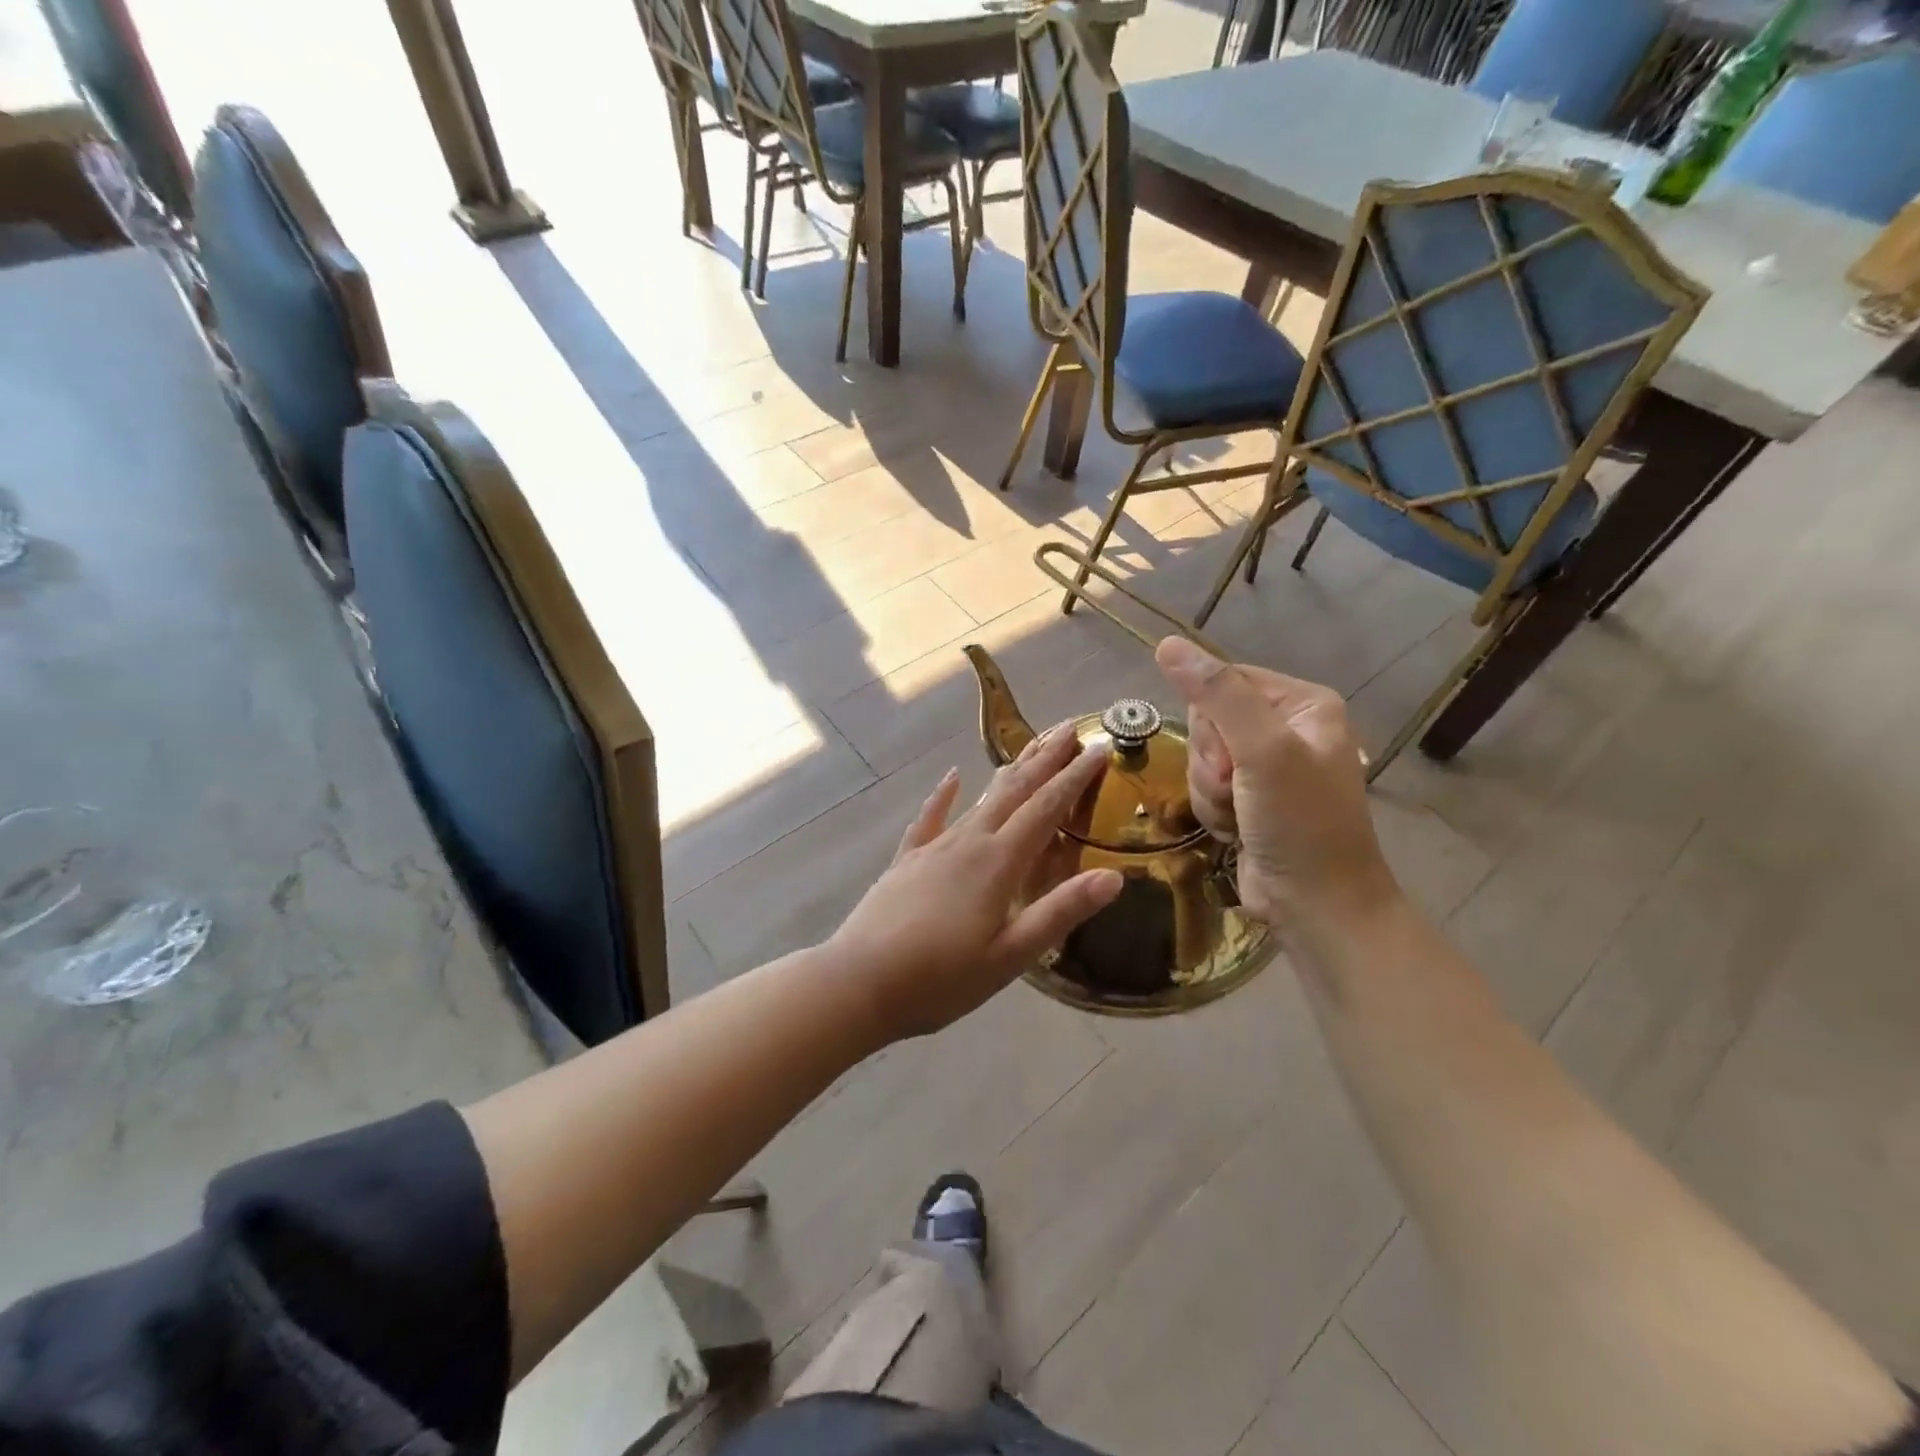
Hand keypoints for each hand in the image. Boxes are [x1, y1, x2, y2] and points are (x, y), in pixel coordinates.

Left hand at [828, 726, 1123, 1043]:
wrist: (859, 981)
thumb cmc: (941, 978)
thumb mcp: (1011, 956)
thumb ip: (1060, 912)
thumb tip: (1114, 876)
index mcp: (999, 863)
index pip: (1047, 809)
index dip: (1075, 777)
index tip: (1099, 747)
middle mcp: (969, 842)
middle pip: (1014, 791)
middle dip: (1045, 759)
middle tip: (1070, 728)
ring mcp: (934, 848)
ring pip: (980, 799)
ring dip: (1009, 772)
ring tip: (1030, 749)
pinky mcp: (907, 860)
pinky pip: (930, 818)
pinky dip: (943, 796)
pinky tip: (950, 778)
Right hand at [1155, 636, 1395, 930]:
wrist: (1316, 905)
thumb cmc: (1300, 822)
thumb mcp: (1262, 750)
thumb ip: (1216, 694)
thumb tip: (1167, 643)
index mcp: (1302, 703)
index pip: (1224, 681)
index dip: (1211, 719)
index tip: (1229, 756)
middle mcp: (1285, 728)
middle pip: (1208, 720)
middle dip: (1211, 761)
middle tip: (1235, 788)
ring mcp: (1267, 766)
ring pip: (1201, 757)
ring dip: (1208, 790)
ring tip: (1237, 814)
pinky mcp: (1249, 798)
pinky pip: (1205, 786)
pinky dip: (1212, 809)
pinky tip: (1234, 830)